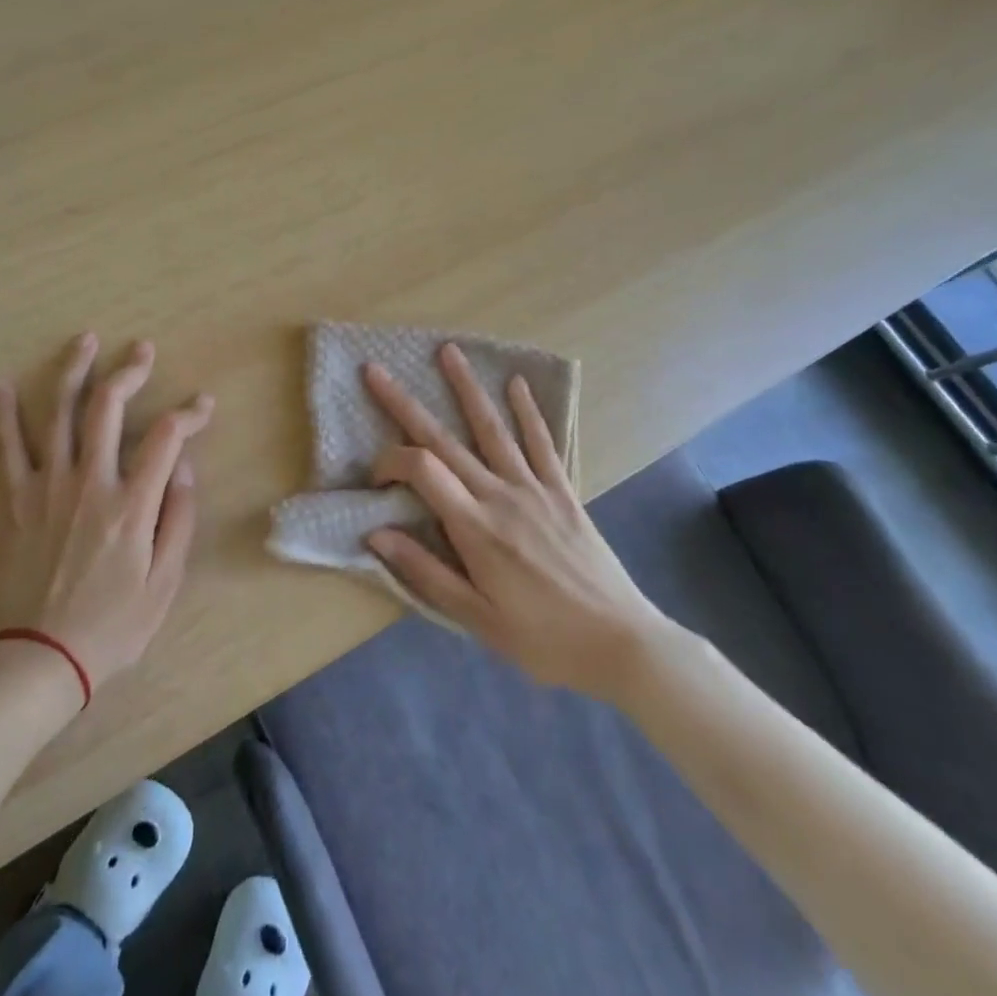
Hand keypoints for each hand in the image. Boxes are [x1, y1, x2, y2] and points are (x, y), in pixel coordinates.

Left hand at [0, 334, 213, 693]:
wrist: (37, 660)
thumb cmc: (111, 627)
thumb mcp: (165, 583)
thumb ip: (179, 519)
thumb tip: (184, 466)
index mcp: (131, 504)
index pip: (167, 437)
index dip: (190, 413)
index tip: (203, 406)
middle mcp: (89, 482)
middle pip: (109, 408)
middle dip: (129, 371)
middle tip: (142, 349)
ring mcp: (48, 487)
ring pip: (59, 413)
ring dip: (73, 371)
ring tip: (85, 341)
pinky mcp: (16, 500)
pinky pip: (8, 448)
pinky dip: (3, 413)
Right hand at [362, 344, 676, 695]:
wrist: (621, 643)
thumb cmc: (543, 639)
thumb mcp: (477, 619)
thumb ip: (425, 572)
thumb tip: (375, 534)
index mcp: (475, 528)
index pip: (421, 471)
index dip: (389, 462)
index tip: (375, 477)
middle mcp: (500, 495)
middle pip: (444, 440)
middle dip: (405, 404)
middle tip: (376, 371)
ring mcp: (534, 488)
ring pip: (492, 429)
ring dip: (467, 388)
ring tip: (448, 351)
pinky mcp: (562, 491)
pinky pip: (542, 443)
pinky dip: (528, 411)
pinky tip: (516, 383)